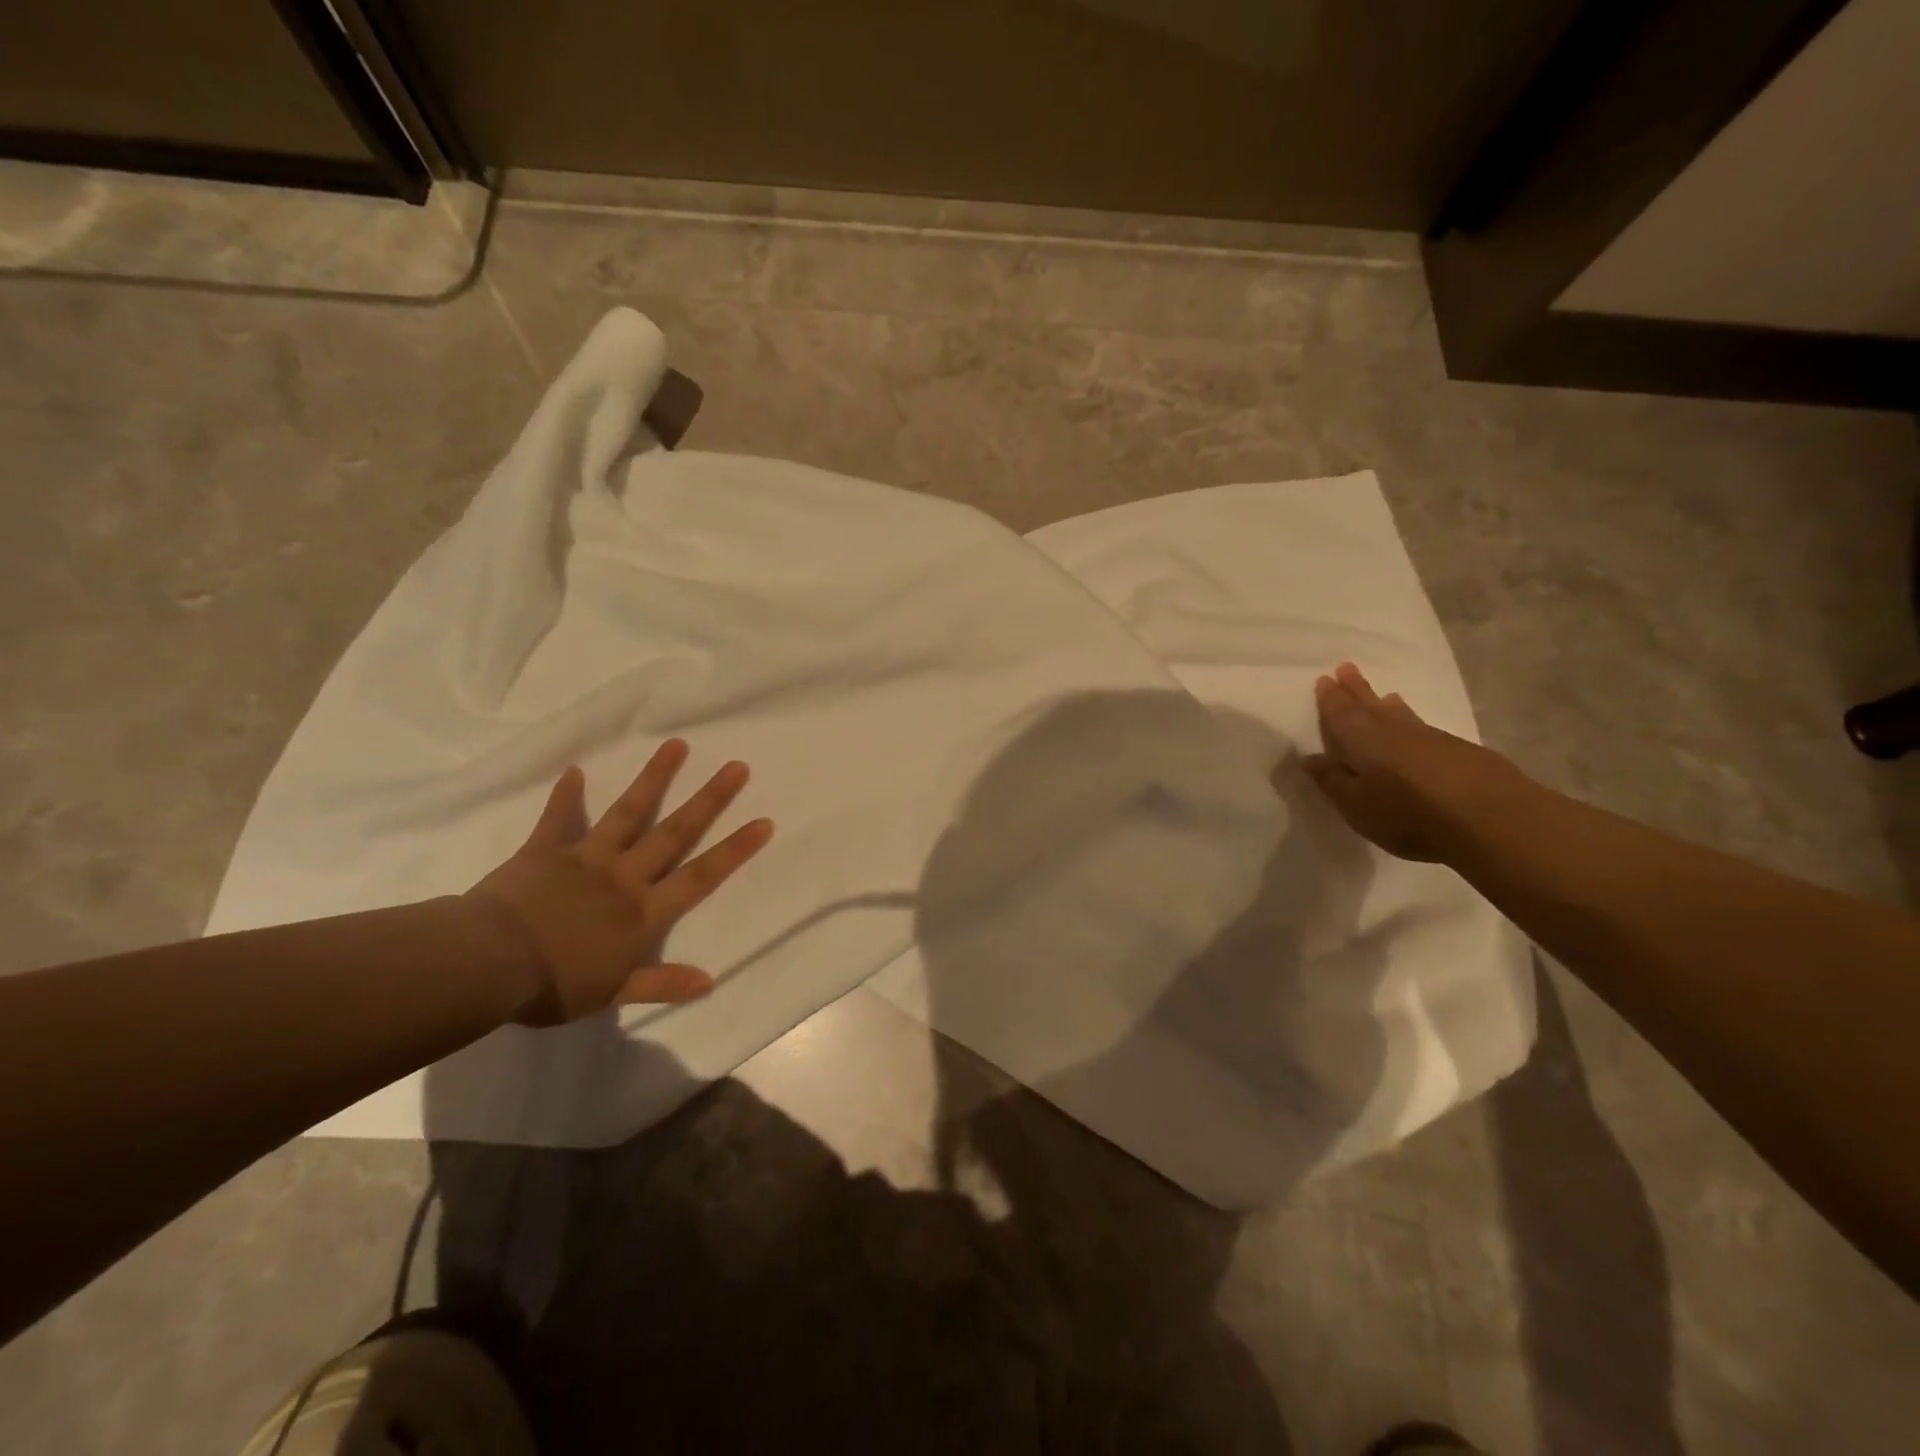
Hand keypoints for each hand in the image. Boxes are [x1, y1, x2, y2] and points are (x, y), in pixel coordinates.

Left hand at [468, 741, 773, 1024]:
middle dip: (709, 800)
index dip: (734, 850)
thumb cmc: (552, 984)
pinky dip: (566, 796)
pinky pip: (558, 819)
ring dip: (654, 778)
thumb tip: (709, 982)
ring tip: (677, 745)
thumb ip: (660, 983)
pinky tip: (574, 769)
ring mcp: (586, 858)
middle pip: (675, 833)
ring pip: (628, 813)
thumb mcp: (611, 994)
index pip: (700, 876)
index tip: (763, 821)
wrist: (488, 964)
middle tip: (736, 767)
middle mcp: (624, 877)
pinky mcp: (546, 851)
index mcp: (642, 913)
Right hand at [1301, 662, 1533, 862]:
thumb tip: (1309, 758)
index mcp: (1363, 739)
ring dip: (1388, 704)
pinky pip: (1425, 729)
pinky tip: (1418, 731)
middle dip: (1358, 689)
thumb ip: (1332, 781)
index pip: (1341, 712)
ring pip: (1402, 715)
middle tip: (1347, 668)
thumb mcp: (1356, 806)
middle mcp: (1395, 730)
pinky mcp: (1462, 752)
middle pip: (1372, 705)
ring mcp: (1432, 738)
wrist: (1492, 818)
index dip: (1331, 697)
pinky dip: (1413, 723)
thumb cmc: (1408, 813)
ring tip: (1385, 696)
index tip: (1325, 678)